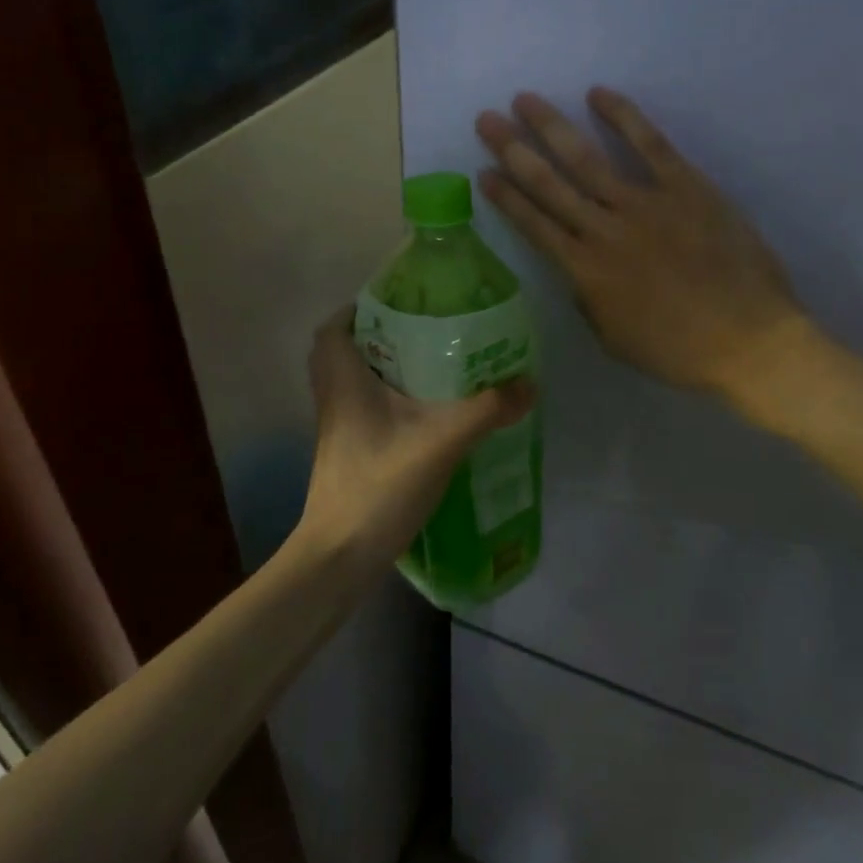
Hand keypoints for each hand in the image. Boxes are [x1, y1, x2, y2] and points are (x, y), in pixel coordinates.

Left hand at [297, 307, 535, 570]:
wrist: (340, 556)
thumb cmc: (379, 486)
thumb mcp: (441, 442)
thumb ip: (487, 410)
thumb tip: (528, 383)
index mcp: (344, 381)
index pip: (334, 327)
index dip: (360, 309)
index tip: (400, 306)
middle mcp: (334, 399)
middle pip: (346, 352)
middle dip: (381, 338)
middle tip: (423, 334)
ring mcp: (337, 429)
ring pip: (356, 383)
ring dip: (387, 370)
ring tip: (433, 368)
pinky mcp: (347, 454)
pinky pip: (365, 411)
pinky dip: (389, 402)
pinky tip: (427, 415)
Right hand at [476, 88, 810, 403]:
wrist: (748, 342)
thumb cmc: (678, 351)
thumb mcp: (613, 338)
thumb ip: (588, 298)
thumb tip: (578, 269)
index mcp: (585, 271)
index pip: (534, 224)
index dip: (506, 196)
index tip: (483, 170)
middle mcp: (604, 230)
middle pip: (549, 184)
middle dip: (514, 149)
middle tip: (487, 118)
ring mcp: (645, 204)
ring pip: (587, 159)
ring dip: (552, 127)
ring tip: (525, 100)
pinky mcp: (686, 187)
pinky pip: (650, 144)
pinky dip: (623, 117)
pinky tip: (598, 94)